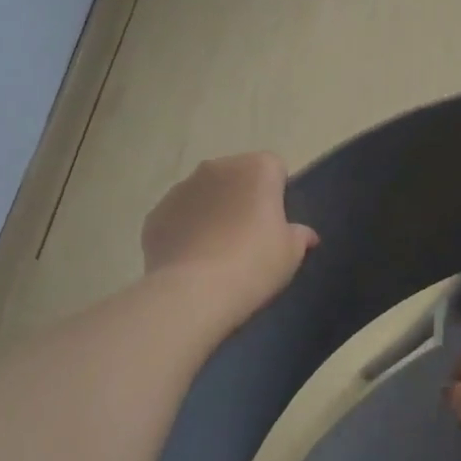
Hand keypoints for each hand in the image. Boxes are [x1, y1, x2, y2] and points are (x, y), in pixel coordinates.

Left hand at [141, 153, 317, 324]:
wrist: (194, 292)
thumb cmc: (254, 263)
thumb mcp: (291, 253)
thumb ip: (299, 235)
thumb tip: (305, 234)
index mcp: (256, 168)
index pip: (274, 168)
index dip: (277, 194)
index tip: (276, 223)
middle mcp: (216, 168)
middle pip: (236, 177)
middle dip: (241, 198)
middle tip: (248, 237)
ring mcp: (181, 189)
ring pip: (204, 194)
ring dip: (212, 212)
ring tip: (217, 252)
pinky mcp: (155, 214)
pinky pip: (178, 217)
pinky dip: (185, 231)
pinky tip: (192, 261)